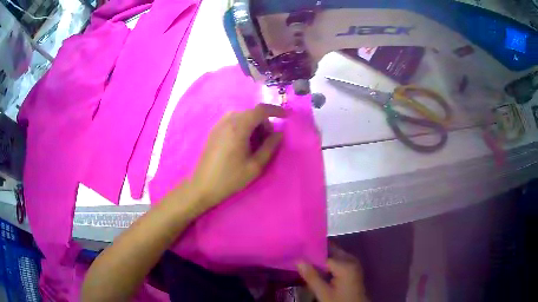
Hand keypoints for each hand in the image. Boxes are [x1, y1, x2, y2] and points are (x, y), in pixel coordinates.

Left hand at [191, 103, 285, 208]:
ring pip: (242, 116)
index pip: (261, 110)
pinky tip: (243, 143)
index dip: (275, 110)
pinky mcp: (214, 130)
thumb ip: (270, 147)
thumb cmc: (230, 178)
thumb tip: (279, 134)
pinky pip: (233, 121)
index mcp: (239, 127)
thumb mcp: (255, 166)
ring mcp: (219, 124)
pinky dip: (243, 126)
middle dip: (264, 122)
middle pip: (252, 113)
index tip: (286, 116)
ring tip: (256, 143)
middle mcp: (228, 120)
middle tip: (268, 141)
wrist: (202, 186)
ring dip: (253, 124)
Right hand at [297, 245, 368, 301]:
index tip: (298, 254)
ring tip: (307, 261)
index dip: (310, 254)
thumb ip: (311, 276)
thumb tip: (298, 260)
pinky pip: (340, 259)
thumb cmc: (340, 301)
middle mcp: (351, 260)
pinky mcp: (353, 268)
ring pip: (335, 254)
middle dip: (317, 253)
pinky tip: (319, 267)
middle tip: (301, 256)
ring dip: (323, 257)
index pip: (324, 254)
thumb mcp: (323, 293)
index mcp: (345, 265)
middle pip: (331, 251)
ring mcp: (354, 263)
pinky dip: (329, 261)